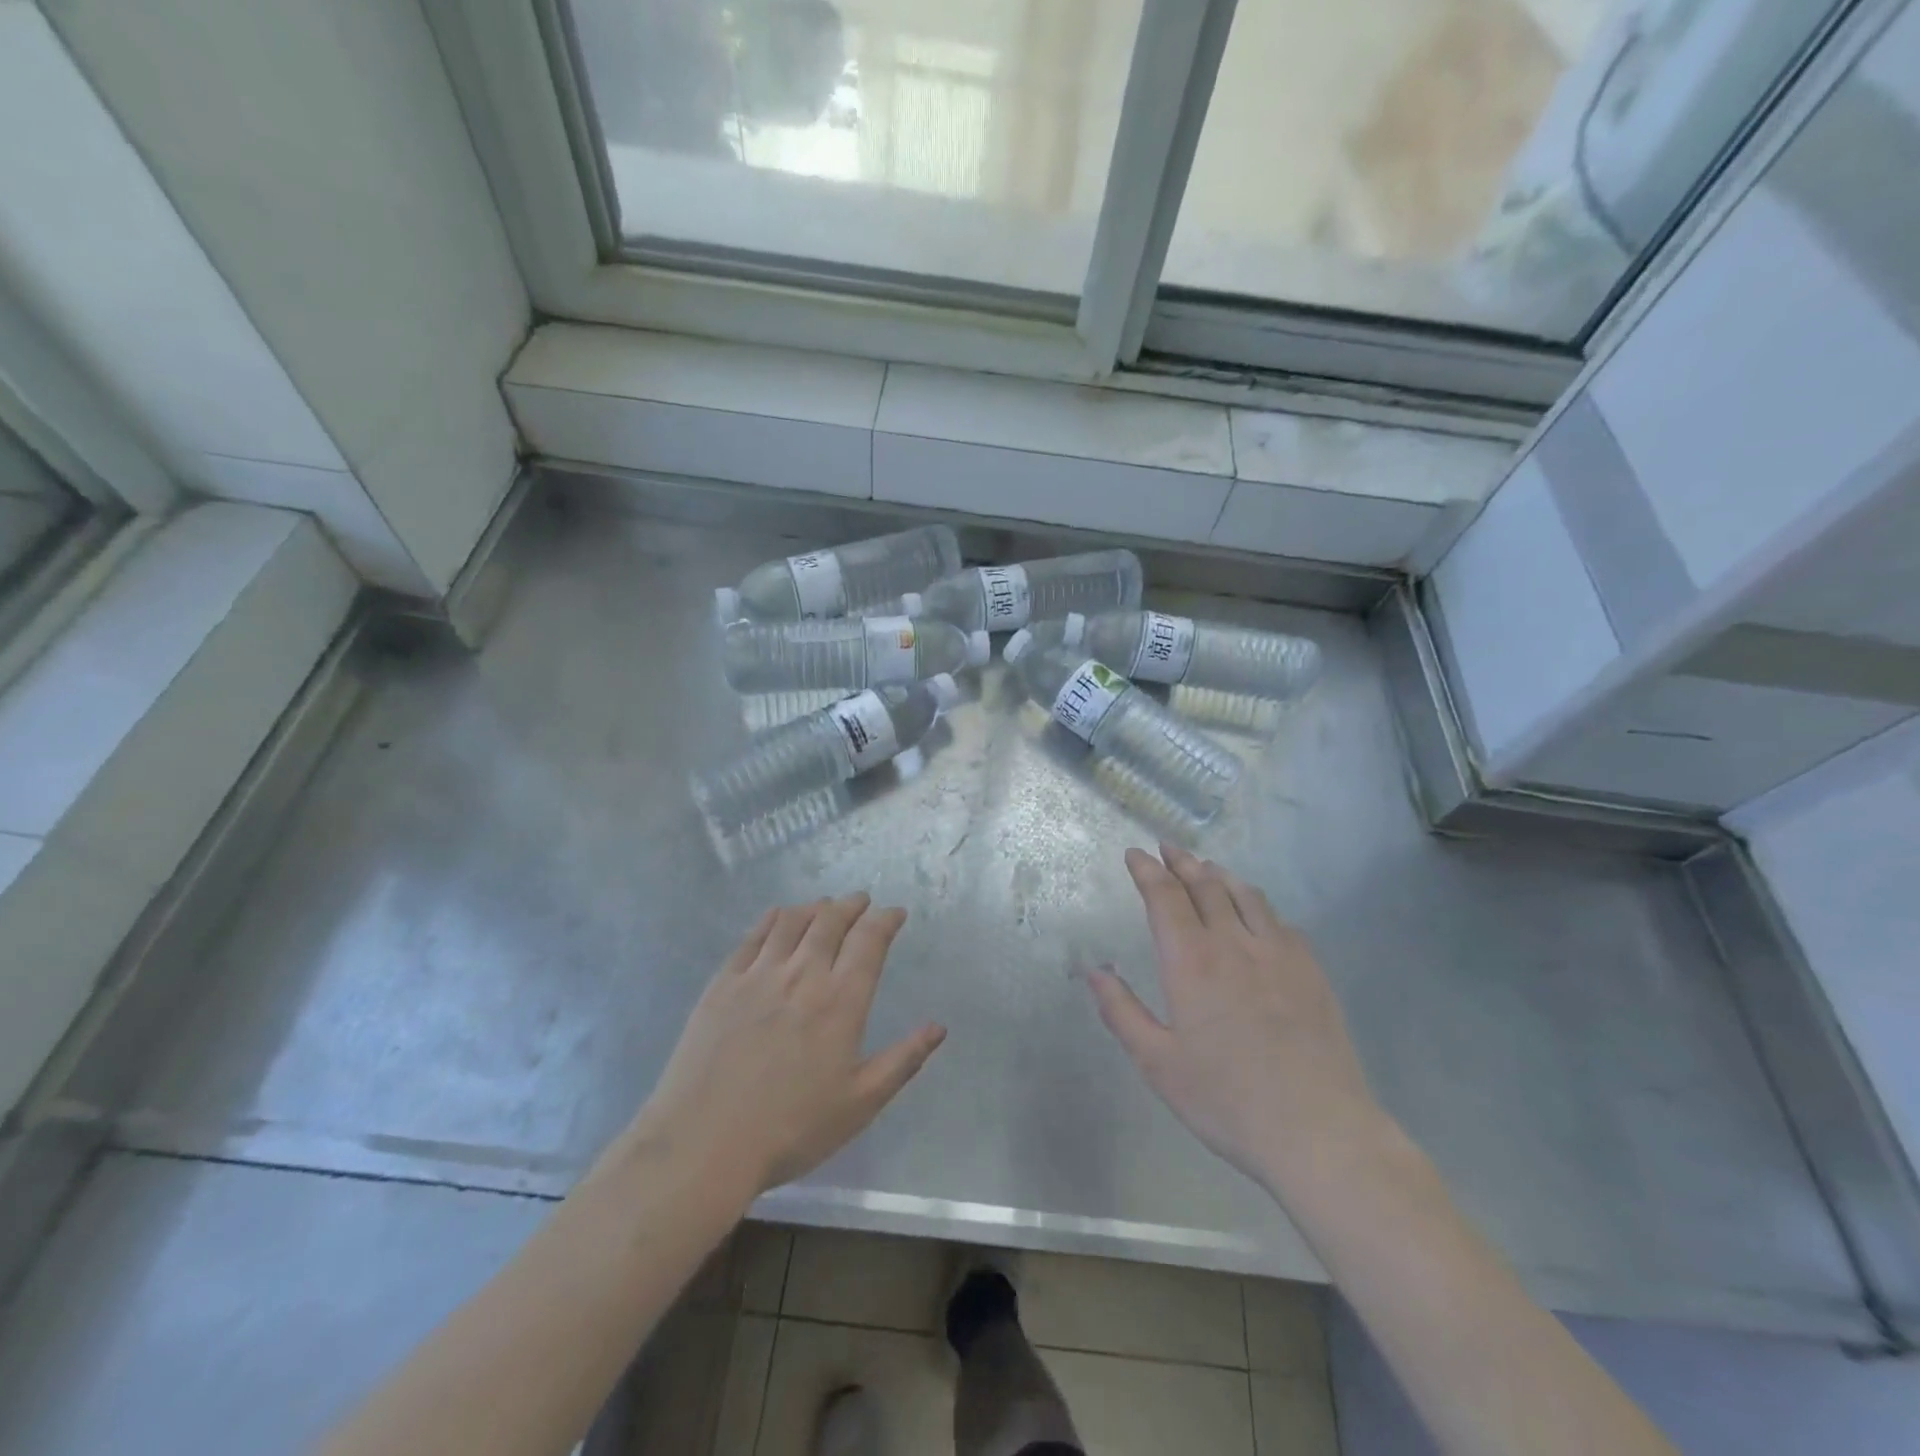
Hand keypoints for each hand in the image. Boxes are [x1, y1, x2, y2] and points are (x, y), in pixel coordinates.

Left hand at [631, 894, 945, 1199]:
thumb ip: (903, 1060)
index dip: (885, 920)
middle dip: (852, 905)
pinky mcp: (724, 982)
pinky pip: (754, 935)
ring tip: (824, 906)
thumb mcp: (859, 1104)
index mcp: (841, 1001)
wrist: (703, 1143)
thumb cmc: (791, 1129)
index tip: (895, 913)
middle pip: (831, 920)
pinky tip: (779, 916)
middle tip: (861, 901)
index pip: (869, 941)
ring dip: (815, 907)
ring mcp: (759, 974)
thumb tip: (939, 1027)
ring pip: (793, 920)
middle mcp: (803, 974)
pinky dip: (774, 918)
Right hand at [1085, 845, 1382, 1193]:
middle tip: (1167, 849)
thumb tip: (1094, 969)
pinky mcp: (1311, 970)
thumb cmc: (1227, 1100)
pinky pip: (1279, 920)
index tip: (1134, 854)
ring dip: (1219, 875)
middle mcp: (1234, 943)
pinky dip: (1257, 904)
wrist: (1318, 1132)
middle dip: (1181, 862)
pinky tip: (1256, 914)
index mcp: (1191, 962)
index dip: (1147, 871)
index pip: (1164, 897)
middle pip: (1205, 885)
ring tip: (1206, 868)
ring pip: (1245, 894)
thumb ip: (1121, 1011)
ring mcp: (1278, 953)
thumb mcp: (1158, 1063)